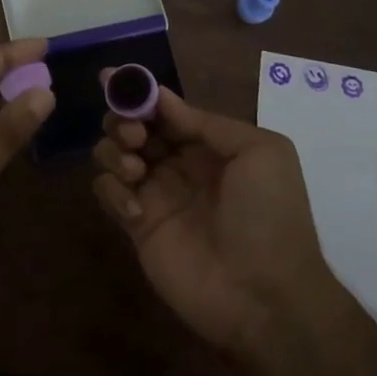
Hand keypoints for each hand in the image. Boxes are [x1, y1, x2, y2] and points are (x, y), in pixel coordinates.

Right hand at [92, 87, 334, 359]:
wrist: (266, 296)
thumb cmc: (269, 216)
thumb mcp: (261, 152)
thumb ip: (208, 122)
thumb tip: (162, 98)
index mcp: (208, 144)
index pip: (165, 109)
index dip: (140, 93)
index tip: (114, 78)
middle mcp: (178, 164)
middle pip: (133, 126)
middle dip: (124, 119)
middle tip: (135, 135)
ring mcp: (156, 195)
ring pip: (113, 154)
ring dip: (114, 151)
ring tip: (135, 170)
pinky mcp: (137, 227)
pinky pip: (107, 193)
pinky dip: (112, 190)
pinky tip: (135, 209)